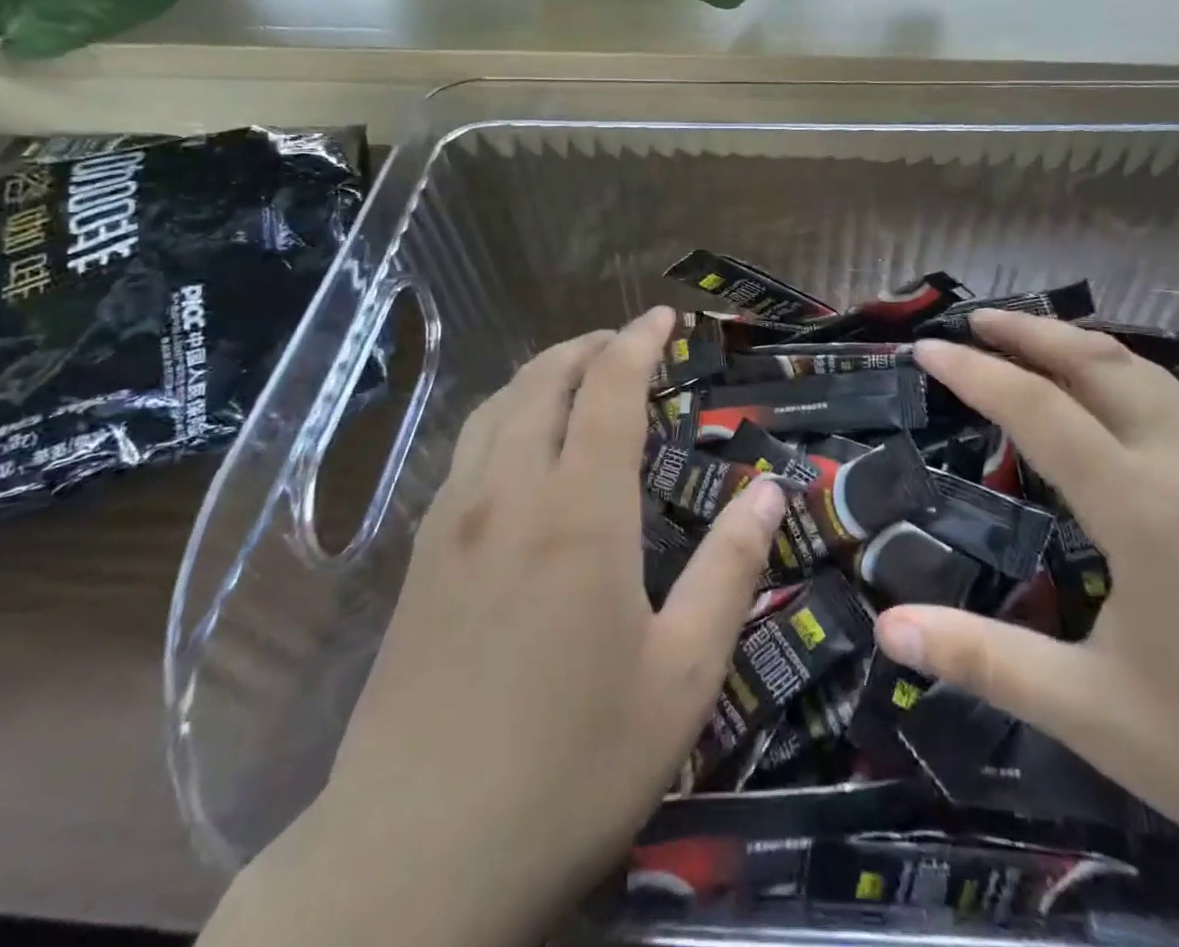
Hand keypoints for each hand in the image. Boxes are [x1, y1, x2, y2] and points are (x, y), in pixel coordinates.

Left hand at [205, 309, 786, 946]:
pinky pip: (466, 449)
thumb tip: (768, 489)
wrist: (411, 862)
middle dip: (588, 346)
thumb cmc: (570, 767)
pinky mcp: (420, 557)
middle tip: (626, 341)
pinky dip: (504, 414)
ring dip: (541, 374)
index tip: (663, 316)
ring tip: (577, 376)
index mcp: (579, 513)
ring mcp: (453, 521)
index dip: (637, 342)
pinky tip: (519, 444)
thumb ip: (729, 572)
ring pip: (496, 408)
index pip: (609, 390)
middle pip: (544, 381)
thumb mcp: (681, 678)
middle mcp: (510, 493)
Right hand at [879, 312, 1178, 946]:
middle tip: (976, 320)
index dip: (976, 372)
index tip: (926, 348)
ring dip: (1084, 348)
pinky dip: (1125, 380)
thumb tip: (887, 632)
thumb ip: (987, 662)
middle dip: (1035, 332)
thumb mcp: (1098, 715)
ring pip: (1151, 380)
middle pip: (1105, 366)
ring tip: (1034, 344)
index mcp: (1145, 510)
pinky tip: (1113, 411)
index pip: (1042, 410)